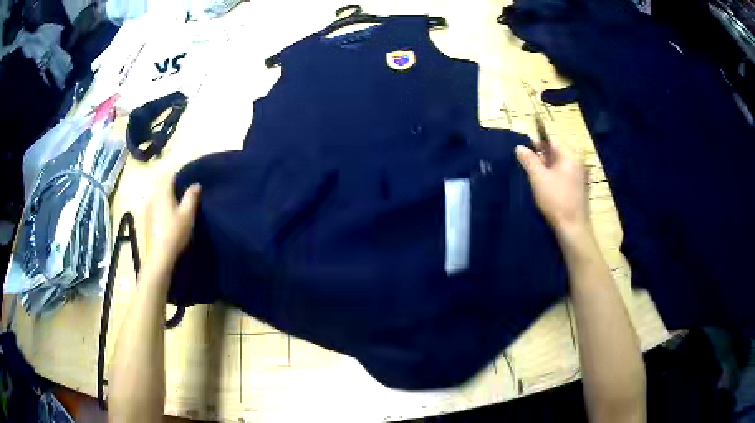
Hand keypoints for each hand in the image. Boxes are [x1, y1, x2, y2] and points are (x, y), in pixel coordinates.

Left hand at [145, 174, 200, 269]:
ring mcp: (147, 209)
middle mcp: (152, 197)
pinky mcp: (145, 221)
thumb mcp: (188, 214)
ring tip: (177, 209)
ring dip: (167, 200)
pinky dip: (161, 210)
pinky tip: (168, 221)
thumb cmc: (174, 233)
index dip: (180, 176)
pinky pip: (155, 208)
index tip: (189, 183)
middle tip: (185, 197)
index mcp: (162, 192)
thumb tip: (195, 184)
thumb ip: (191, 197)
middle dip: (173, 188)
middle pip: (163, 186)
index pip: (170, 175)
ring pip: (158, 198)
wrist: (159, 258)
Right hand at [515, 140, 589, 236]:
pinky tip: (547, 189)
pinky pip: (566, 176)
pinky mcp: (580, 189)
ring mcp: (581, 177)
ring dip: (548, 168)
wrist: (573, 228)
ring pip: (561, 166)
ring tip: (536, 178)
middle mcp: (578, 163)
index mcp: (570, 156)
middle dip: (542, 157)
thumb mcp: (538, 178)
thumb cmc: (556, 200)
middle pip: (558, 153)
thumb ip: (528, 160)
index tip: (525, 153)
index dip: (537, 144)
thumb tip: (519, 147)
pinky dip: (556, 178)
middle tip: (529, 167)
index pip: (552, 141)